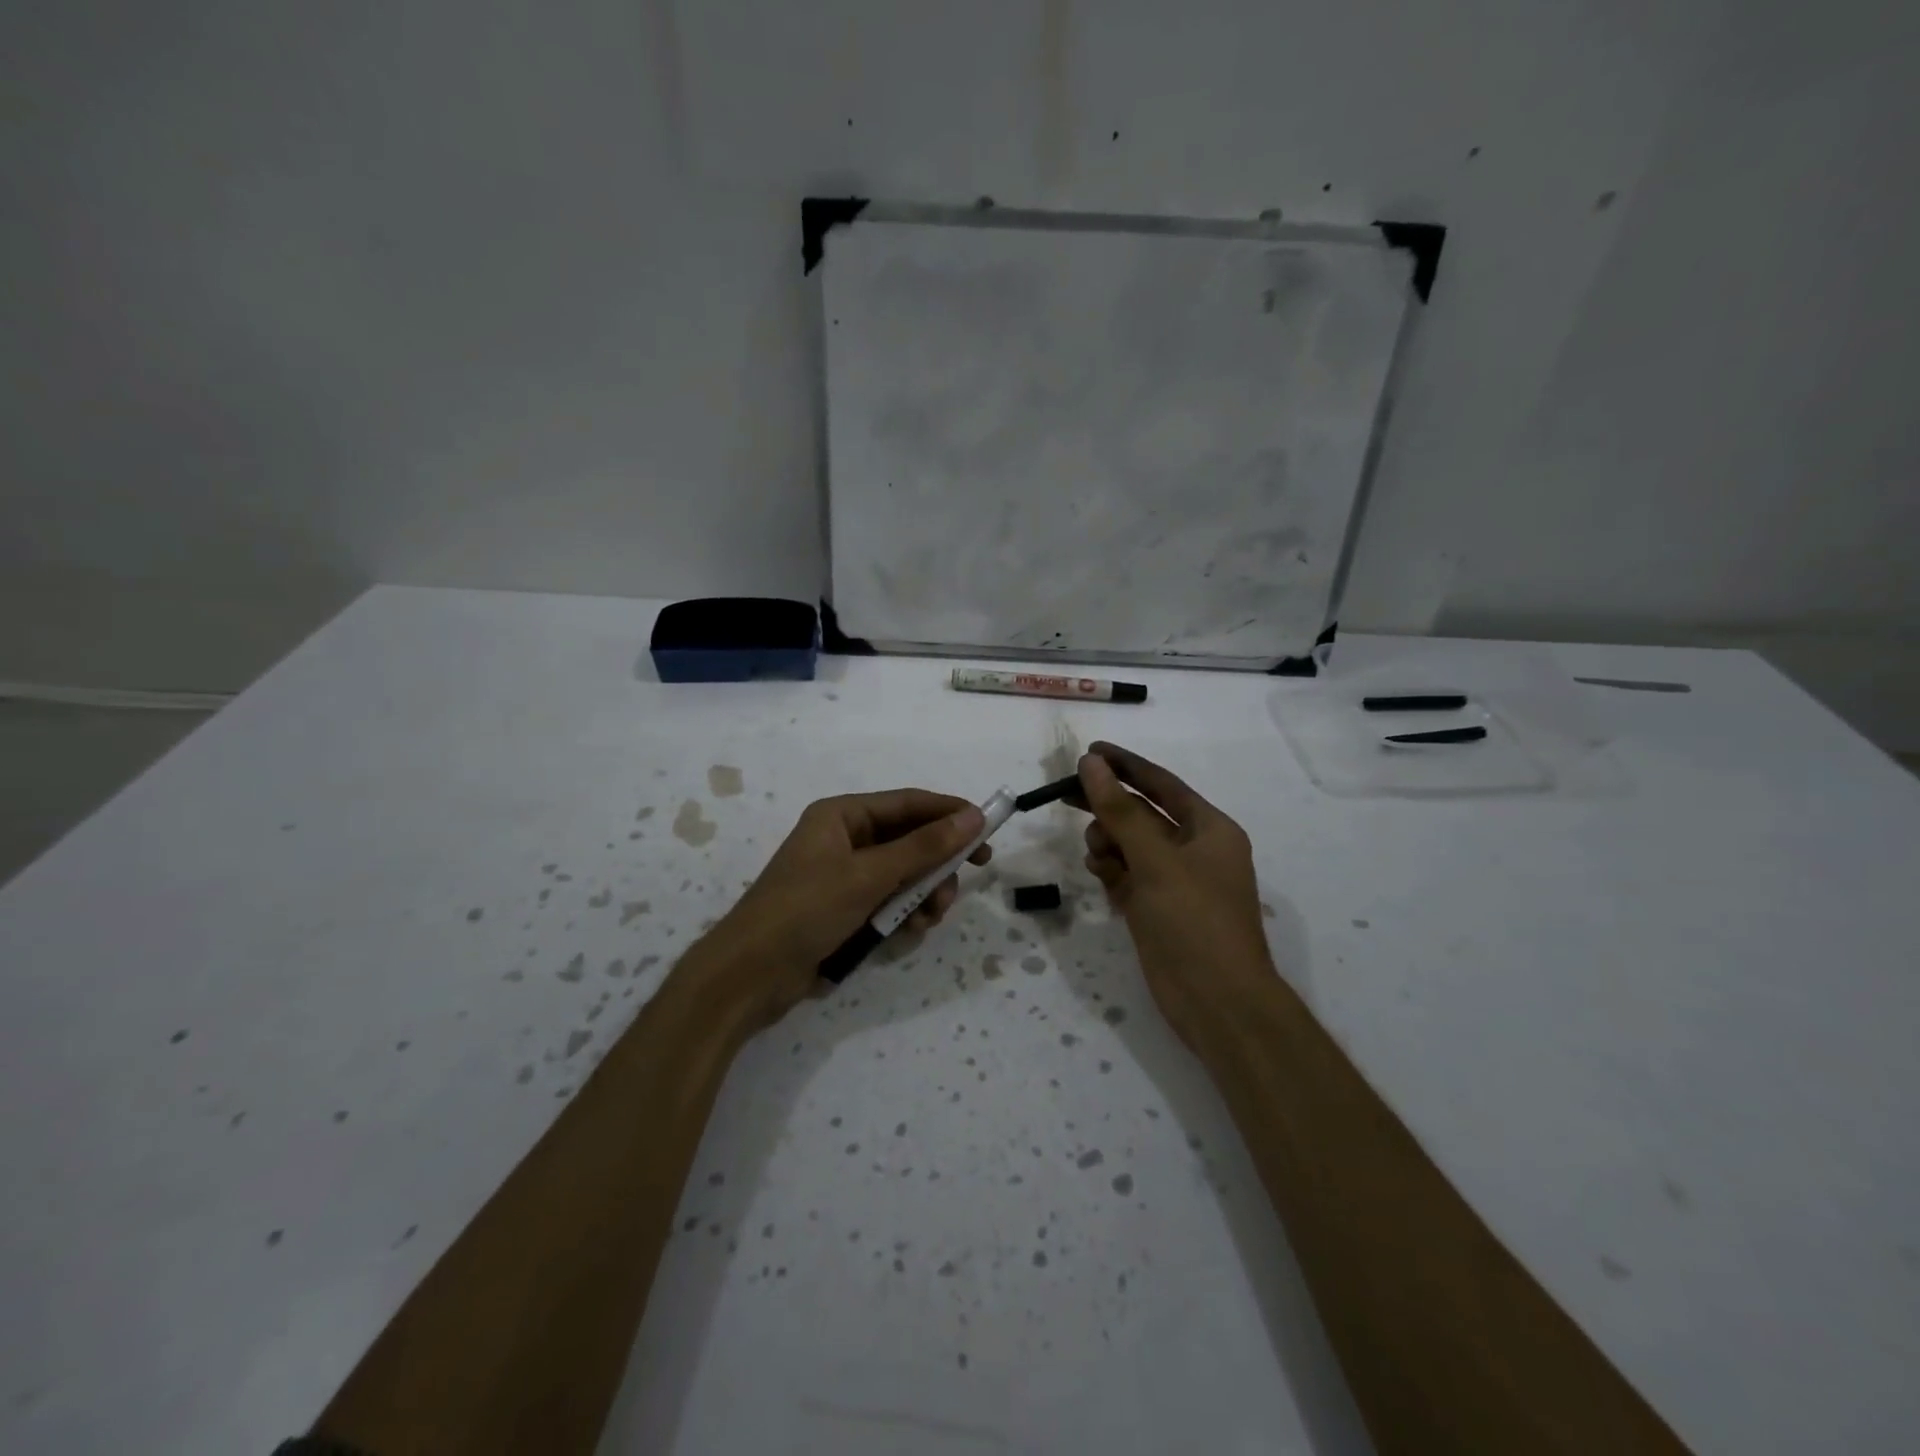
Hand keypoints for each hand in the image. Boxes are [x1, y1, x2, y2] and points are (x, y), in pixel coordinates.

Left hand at [690, 789, 990, 1029]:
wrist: (749, 976)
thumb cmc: (806, 910)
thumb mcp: (869, 875)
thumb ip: (924, 847)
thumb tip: (973, 817)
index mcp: (842, 816)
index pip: (908, 803)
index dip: (949, 814)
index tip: (987, 830)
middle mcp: (844, 840)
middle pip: (909, 841)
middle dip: (937, 862)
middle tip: (970, 876)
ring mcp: (844, 878)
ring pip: (903, 875)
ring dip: (924, 893)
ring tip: (930, 915)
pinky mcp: (844, 911)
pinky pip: (888, 902)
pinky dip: (904, 913)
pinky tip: (911, 930)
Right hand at [1077, 742, 1275, 1050]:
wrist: (1217, 1002)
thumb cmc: (1195, 920)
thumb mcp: (1156, 859)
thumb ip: (1121, 811)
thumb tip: (1092, 764)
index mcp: (1209, 829)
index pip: (1161, 784)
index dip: (1126, 765)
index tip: (1090, 751)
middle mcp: (1192, 850)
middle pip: (1141, 814)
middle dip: (1107, 805)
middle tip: (1065, 794)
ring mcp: (1173, 881)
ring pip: (1129, 845)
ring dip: (1108, 841)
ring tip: (1098, 854)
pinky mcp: (1155, 907)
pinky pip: (1125, 874)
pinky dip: (1110, 869)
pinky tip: (1099, 872)